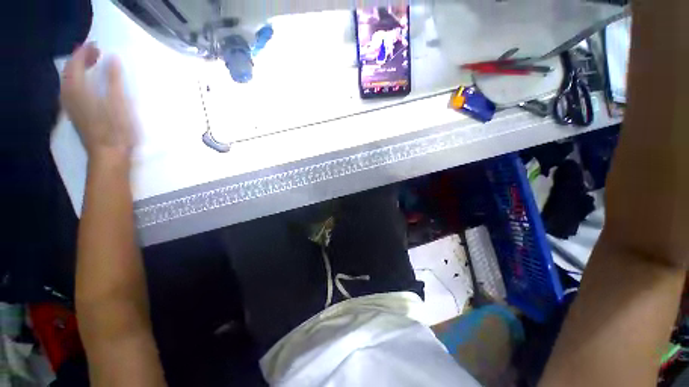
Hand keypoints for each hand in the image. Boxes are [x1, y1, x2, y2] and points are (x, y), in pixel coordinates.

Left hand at [61, 42, 135, 160]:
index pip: (76, 63)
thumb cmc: (116, 130)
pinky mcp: (75, 114)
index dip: (85, 52)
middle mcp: (69, 96)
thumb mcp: (119, 104)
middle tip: (96, 53)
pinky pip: (70, 91)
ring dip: (78, 70)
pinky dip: (76, 81)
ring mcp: (71, 106)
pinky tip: (86, 83)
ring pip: (68, 81)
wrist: (108, 156)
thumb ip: (114, 81)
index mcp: (79, 91)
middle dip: (80, 59)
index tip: (97, 45)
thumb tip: (112, 59)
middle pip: (69, 71)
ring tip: (92, 65)